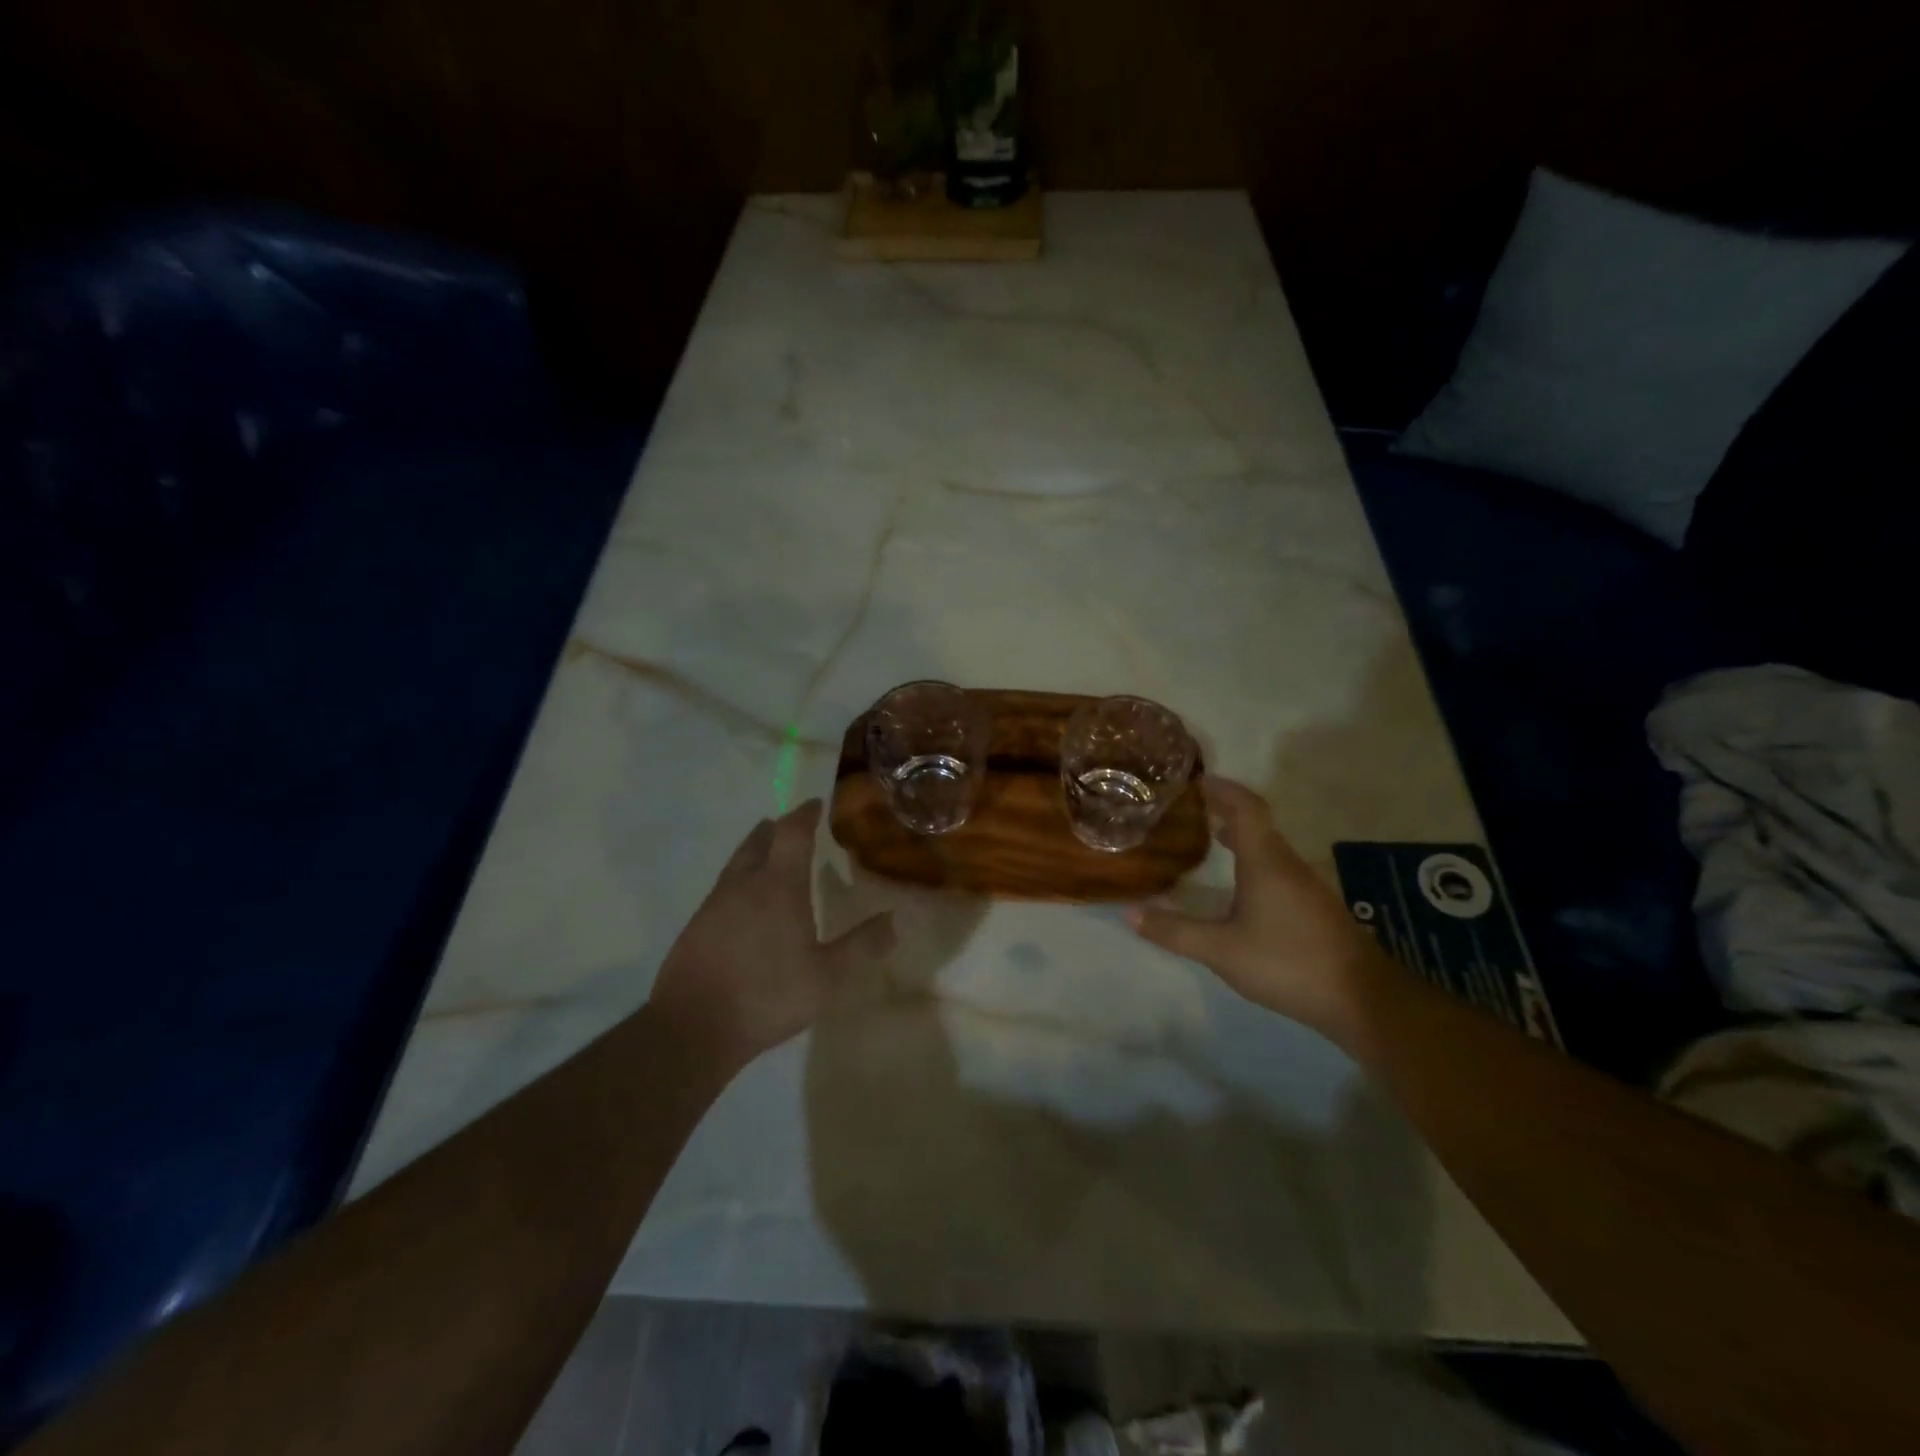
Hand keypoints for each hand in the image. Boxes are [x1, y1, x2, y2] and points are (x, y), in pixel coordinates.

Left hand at [649, 801, 894, 1072]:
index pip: (792, 833)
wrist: (692, 1028)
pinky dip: (741, 879)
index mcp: (778, 886)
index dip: (805, 814)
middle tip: (793, 825)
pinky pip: (723, 887)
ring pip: (738, 862)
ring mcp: (715, 904)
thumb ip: (863, 946)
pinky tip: (745, 902)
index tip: (816, 803)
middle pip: (759, 840)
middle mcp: (744, 884)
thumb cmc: (767, 995)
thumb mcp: (828, 978)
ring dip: (756, 850)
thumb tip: (897, 918)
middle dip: (777, 828)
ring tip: (770, 855)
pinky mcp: (696, 926)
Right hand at [1128, 778, 1385, 1041]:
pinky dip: (1252, 858)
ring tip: (1210, 835)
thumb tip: (1129, 912)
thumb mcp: (1221, 950)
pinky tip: (1240, 884)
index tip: (1197, 779)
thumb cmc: (1288, 962)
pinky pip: (1277, 867)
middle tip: (1193, 805)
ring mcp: (1305, 885)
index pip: (1246, 808)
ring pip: (1268, 846)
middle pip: (1257, 823)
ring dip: (1240, 834)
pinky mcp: (1314, 907)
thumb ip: (1175, 931)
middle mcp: (1287, 864)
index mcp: (1265, 861)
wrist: (1362, 999)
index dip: (1223, 789)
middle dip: (1226, 809)